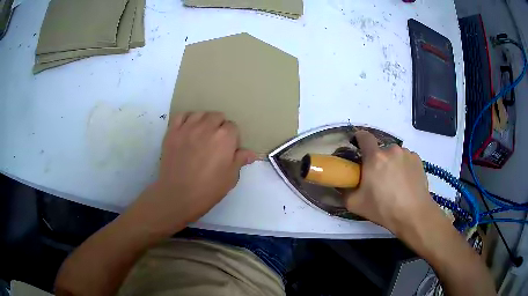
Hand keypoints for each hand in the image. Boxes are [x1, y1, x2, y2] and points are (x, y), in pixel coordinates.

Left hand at [128, 112, 256, 234]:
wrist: (178, 195)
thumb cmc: (208, 189)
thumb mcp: (230, 177)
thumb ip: (240, 160)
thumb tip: (251, 153)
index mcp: (225, 137)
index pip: (233, 127)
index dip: (232, 138)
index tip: (228, 150)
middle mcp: (207, 126)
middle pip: (217, 116)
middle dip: (219, 127)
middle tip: (215, 143)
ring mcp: (187, 127)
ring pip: (200, 114)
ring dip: (204, 121)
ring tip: (202, 134)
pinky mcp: (172, 132)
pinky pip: (181, 116)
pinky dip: (186, 119)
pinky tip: (188, 129)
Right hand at [345, 131, 445, 236]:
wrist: (414, 214)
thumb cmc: (383, 209)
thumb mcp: (355, 204)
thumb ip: (344, 191)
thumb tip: (342, 184)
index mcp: (375, 157)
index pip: (364, 136)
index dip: (359, 139)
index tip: (358, 147)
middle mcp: (391, 150)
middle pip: (380, 150)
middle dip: (377, 160)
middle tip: (378, 178)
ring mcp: (407, 153)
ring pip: (394, 154)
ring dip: (392, 163)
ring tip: (395, 182)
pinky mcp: (418, 159)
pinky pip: (406, 159)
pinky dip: (403, 166)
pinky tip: (405, 182)